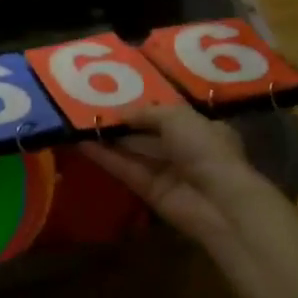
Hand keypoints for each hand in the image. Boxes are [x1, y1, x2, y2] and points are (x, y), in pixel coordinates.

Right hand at [79, 104, 267, 251]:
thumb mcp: (177, 117)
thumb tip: (121, 113)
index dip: (145, 106)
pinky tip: (83, 143)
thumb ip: (147, 112)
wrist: (218, 202)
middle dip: (123, 123)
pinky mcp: (151, 193)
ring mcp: (169, 173)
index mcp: (203, 129)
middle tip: (90, 108)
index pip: (171, 115)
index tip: (117, 96)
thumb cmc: (205, 149)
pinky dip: (106, 158)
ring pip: (134, 152)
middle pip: (149, 134)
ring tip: (79, 123)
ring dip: (110, 140)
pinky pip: (126, 170)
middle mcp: (187, 150)